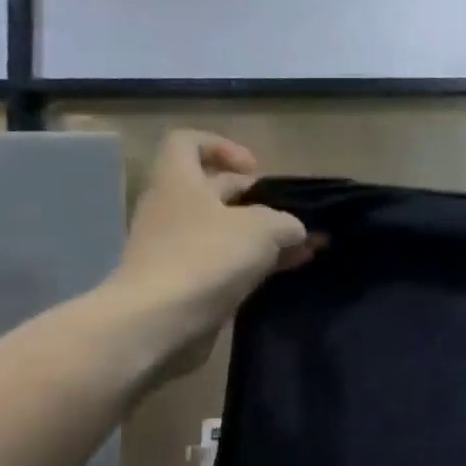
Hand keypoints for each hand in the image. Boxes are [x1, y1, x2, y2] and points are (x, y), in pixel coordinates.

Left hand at [105, 130, 315, 376]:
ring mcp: (176, 249)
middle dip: (258, 200)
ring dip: (265, 237)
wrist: (159, 322)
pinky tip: (289, 271)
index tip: (255, 170)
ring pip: (226, 231)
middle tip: (293, 215)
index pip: (187, 143)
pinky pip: (225, 264)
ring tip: (306, 248)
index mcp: (179, 181)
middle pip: (215, 190)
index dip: (223, 147)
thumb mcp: (263, 228)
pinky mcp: (186, 283)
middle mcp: (173, 209)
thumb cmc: (206, 257)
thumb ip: (286, 222)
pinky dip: (256, 264)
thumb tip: (295, 231)